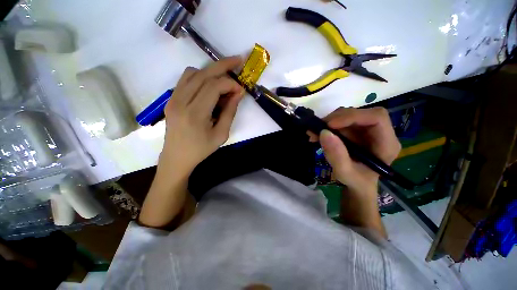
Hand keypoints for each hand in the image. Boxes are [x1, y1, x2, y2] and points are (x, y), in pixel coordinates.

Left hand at [159, 57, 244, 176]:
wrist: (177, 157)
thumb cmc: (201, 149)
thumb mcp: (222, 134)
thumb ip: (230, 112)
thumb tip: (238, 93)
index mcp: (195, 114)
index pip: (214, 87)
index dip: (230, 84)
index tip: (241, 89)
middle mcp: (180, 101)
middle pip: (203, 74)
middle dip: (223, 65)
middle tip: (238, 60)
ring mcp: (172, 98)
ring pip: (193, 73)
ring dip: (211, 71)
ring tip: (224, 78)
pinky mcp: (170, 99)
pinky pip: (185, 79)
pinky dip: (200, 77)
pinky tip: (209, 85)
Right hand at [312, 107, 400, 194]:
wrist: (356, 185)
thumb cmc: (356, 182)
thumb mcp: (345, 173)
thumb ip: (336, 156)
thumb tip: (324, 132)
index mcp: (386, 143)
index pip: (376, 117)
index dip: (353, 117)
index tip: (330, 125)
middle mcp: (378, 132)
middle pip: (360, 114)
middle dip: (337, 118)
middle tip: (318, 128)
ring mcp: (366, 130)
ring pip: (348, 115)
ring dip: (329, 122)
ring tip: (314, 133)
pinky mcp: (355, 131)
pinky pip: (340, 122)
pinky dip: (326, 126)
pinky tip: (317, 134)